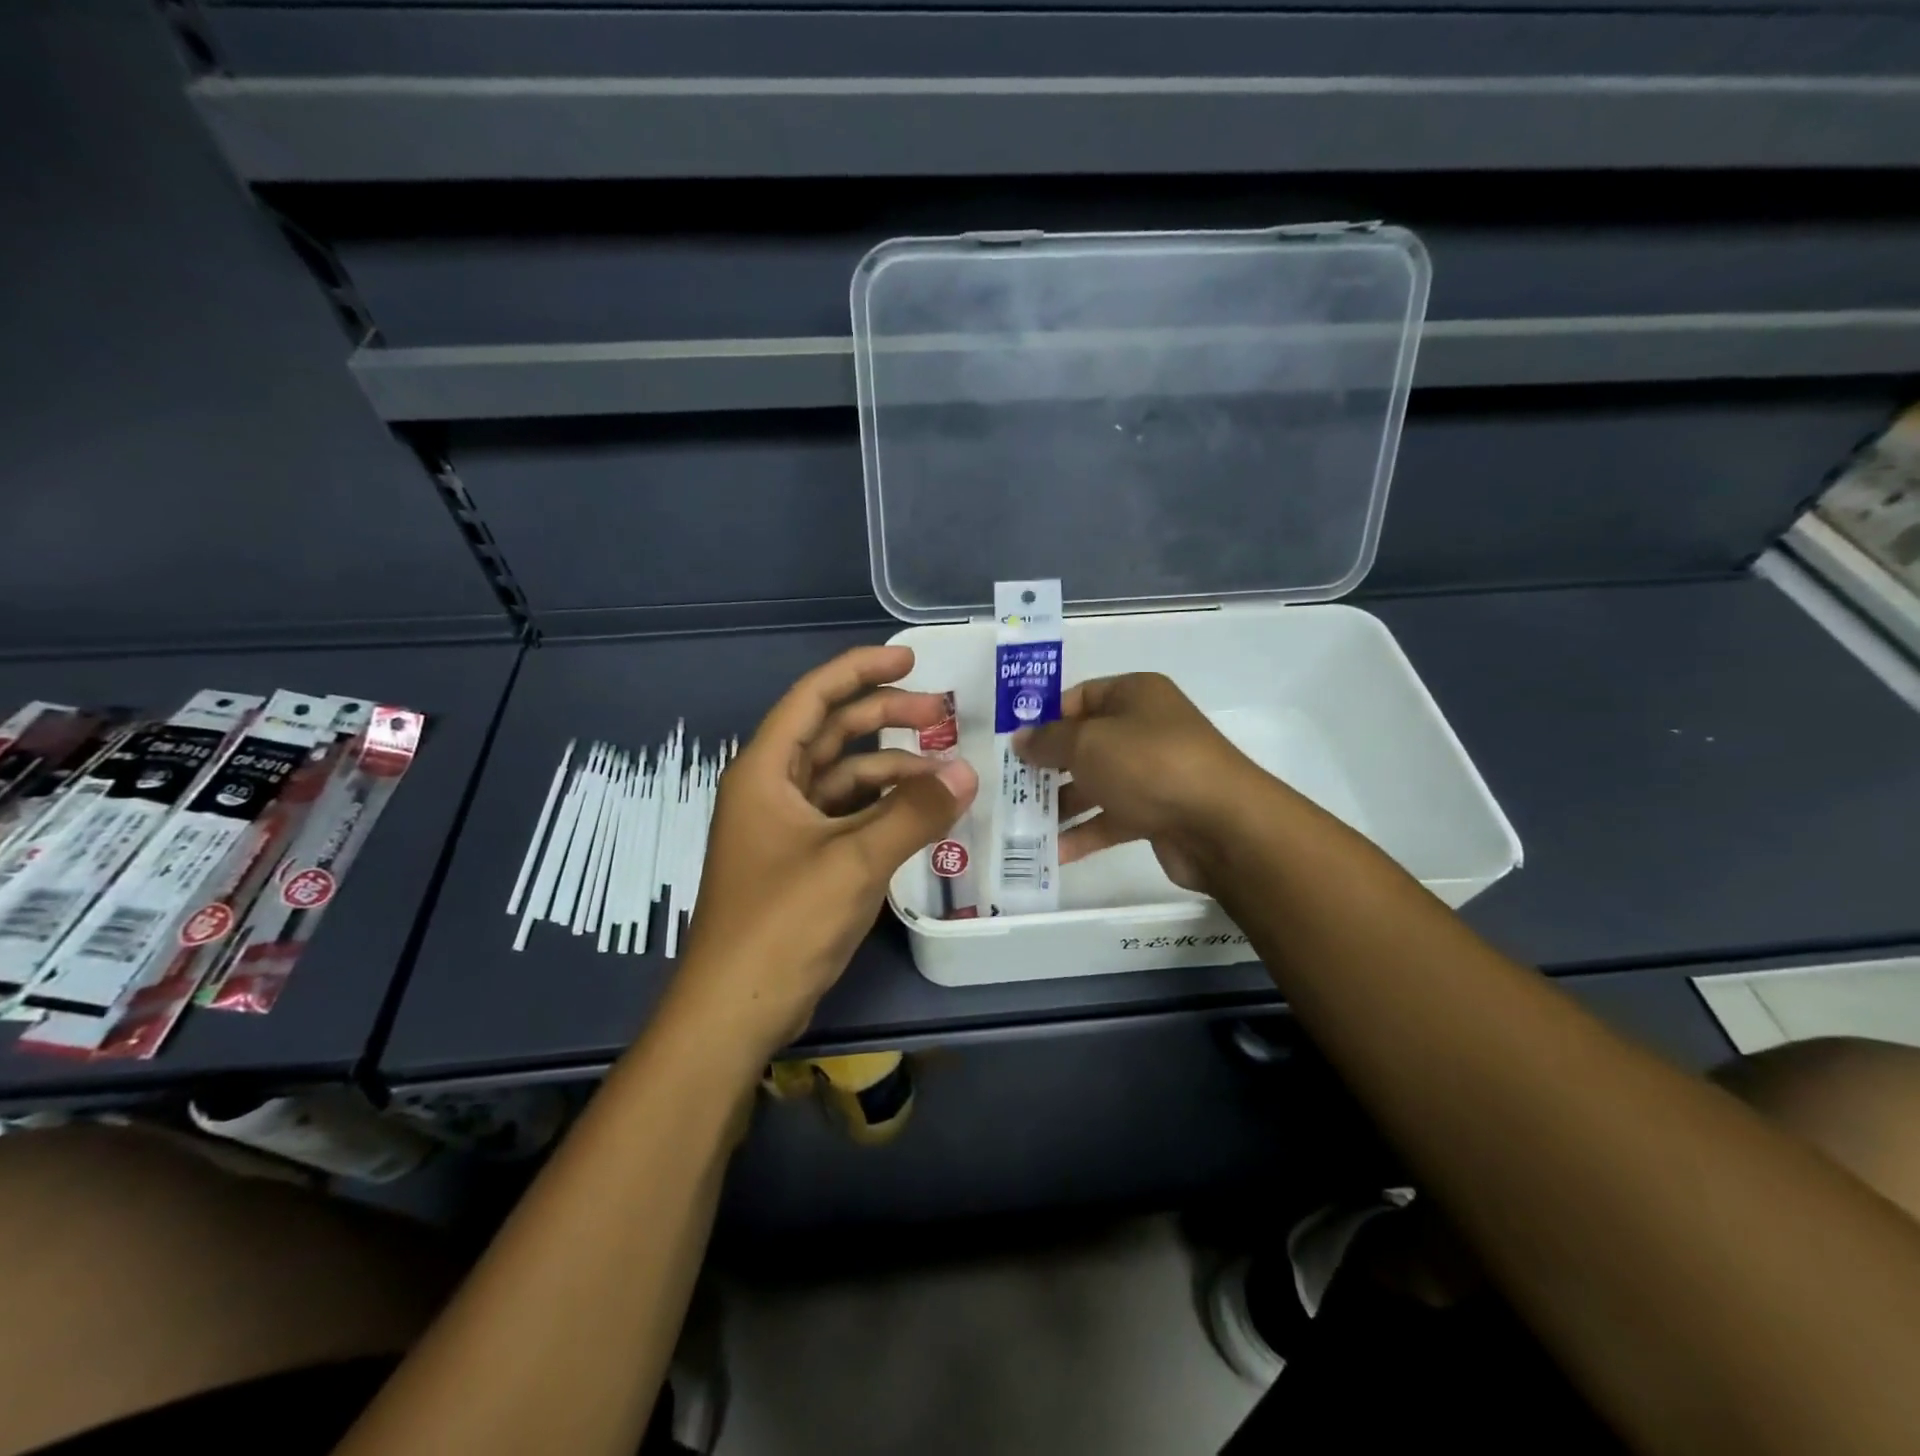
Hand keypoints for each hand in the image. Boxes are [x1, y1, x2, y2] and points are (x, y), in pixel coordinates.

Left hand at [669, 646, 977, 1063]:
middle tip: (941, 715)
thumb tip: (967, 773)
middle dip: (885, 717)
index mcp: (765, 771)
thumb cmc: (782, 922)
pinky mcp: (803, 861)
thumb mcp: (854, 861)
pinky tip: (922, 815)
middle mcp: (772, 790)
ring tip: (946, 775)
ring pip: (845, 778)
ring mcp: (787, 828)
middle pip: (832, 734)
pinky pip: (849, 816)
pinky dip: (884, 809)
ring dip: (892, 771)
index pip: (814, 698)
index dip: (860, 670)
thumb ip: (914, 813)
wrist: (736, 1010)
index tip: (910, 659)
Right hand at [1014, 673, 1267, 894]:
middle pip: (1085, 743)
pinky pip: (1112, 818)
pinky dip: (1085, 832)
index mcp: (1134, 695)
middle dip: (1048, 765)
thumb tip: (1021, 739)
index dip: (1045, 718)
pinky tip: (1054, 853)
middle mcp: (1145, 729)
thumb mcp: (1087, 743)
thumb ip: (1047, 740)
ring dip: (1061, 803)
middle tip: (1013, 787)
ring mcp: (1153, 772)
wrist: (1220, 824)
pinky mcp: (1158, 813)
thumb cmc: (1147, 764)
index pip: (1079, 697)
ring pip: (1096, 783)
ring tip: (1025, 824)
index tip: (1014, 745)